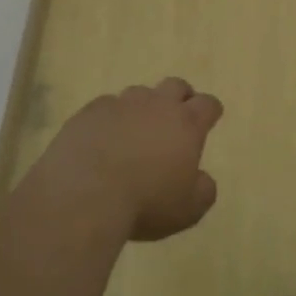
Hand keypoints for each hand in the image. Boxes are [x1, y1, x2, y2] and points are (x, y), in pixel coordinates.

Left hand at [37, 79, 223, 241]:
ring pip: (139, 93)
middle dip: (180, 98)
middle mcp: (156, 105)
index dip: (210, 111)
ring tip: (135, 131)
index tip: (208, 120)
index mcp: (186, 124)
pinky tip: (103, 139)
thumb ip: (204, 190)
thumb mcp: (189, 209)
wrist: (84, 194)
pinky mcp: (89, 112)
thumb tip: (202, 179)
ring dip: (143, 108)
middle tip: (176, 118)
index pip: (207, 104)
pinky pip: (106, 106)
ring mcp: (120, 105)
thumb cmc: (145, 203)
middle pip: (175, 86)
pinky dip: (110, 119)